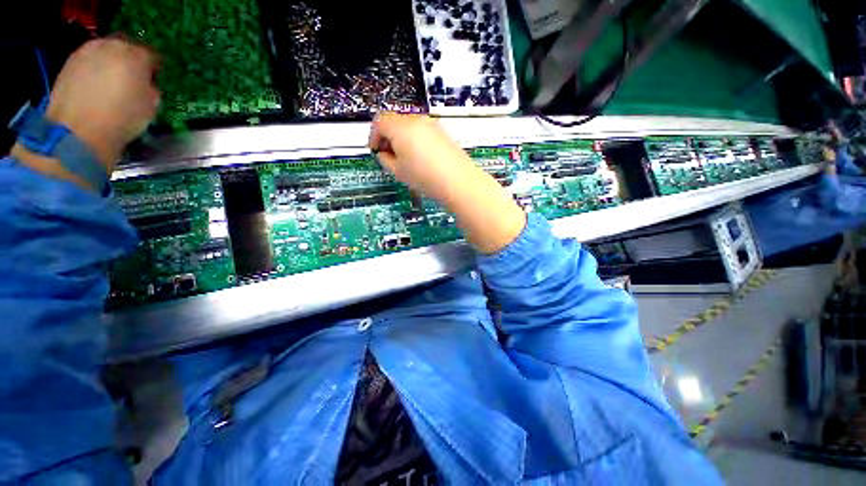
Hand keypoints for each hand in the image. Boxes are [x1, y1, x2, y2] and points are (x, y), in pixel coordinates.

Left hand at [45, 38, 160, 169]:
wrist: (79, 131)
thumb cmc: (122, 120)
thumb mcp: (150, 107)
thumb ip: (149, 90)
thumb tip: (145, 86)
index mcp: (136, 56)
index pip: (151, 56)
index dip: (153, 69)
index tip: (154, 80)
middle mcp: (111, 46)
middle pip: (125, 48)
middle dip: (129, 62)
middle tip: (133, 80)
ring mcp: (86, 52)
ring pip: (104, 53)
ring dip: (109, 65)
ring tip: (112, 85)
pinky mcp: (69, 63)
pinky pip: (88, 62)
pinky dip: (93, 72)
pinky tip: (95, 89)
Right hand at [368, 113, 478, 204]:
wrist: (458, 181)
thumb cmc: (424, 177)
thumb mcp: (397, 171)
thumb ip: (385, 159)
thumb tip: (384, 153)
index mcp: (400, 127)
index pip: (379, 121)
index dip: (374, 136)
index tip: (375, 150)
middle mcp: (416, 120)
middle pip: (394, 121)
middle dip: (387, 136)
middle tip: (389, 155)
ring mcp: (431, 124)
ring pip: (409, 125)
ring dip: (401, 137)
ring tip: (405, 159)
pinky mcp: (442, 132)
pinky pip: (422, 130)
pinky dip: (415, 139)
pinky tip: (420, 157)